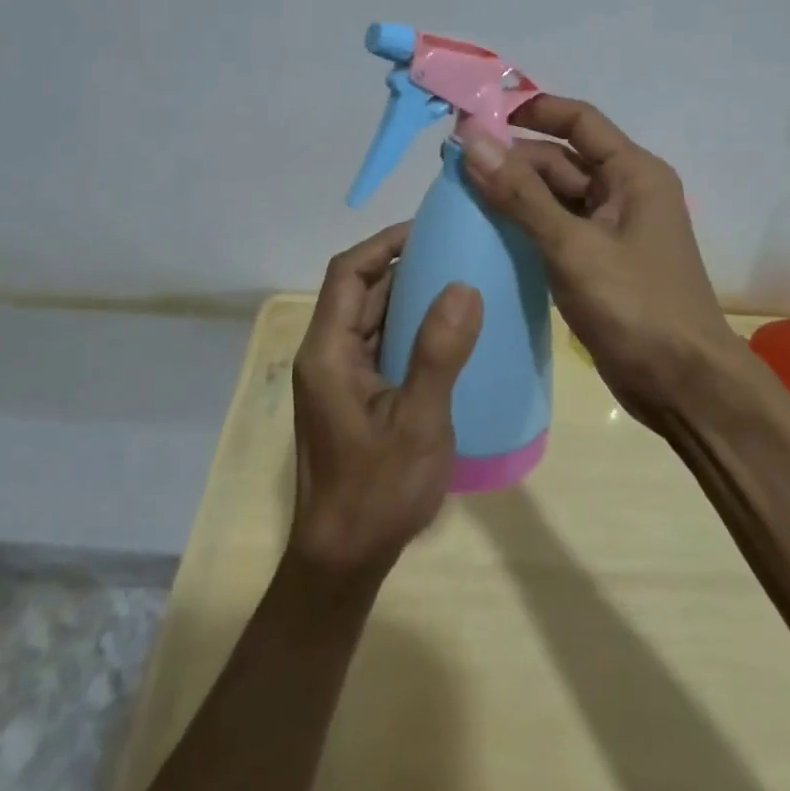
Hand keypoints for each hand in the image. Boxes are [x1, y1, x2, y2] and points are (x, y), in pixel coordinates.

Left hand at [289, 223, 482, 579]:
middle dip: (401, 265)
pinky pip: (379, 345)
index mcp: (328, 352)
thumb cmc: (377, 491)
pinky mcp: (354, 397)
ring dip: (407, 297)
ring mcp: (338, 378)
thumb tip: (463, 286)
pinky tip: (446, 333)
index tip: (427, 230)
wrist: (343, 560)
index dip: (383, 243)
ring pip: (370, 318)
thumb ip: (439, 353)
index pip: (347, 273)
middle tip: (454, 251)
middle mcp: (326, 355)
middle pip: (358, 292)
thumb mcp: (418, 422)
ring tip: (457, 281)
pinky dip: (408, 329)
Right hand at [461, 94, 746, 426]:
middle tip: (453, 164)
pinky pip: (557, 229)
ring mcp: (612, 229)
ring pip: (555, 196)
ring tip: (458, 194)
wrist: (684, 386)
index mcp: (633, 173)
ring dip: (514, 194)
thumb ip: (521, 195)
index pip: (577, 120)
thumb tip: (472, 142)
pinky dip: (525, 226)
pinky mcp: (600, 262)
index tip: (479, 115)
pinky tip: (486, 232)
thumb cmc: (636, 306)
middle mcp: (625, 191)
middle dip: (511, 159)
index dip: (530, 110)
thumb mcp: (573, 247)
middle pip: (561, 160)